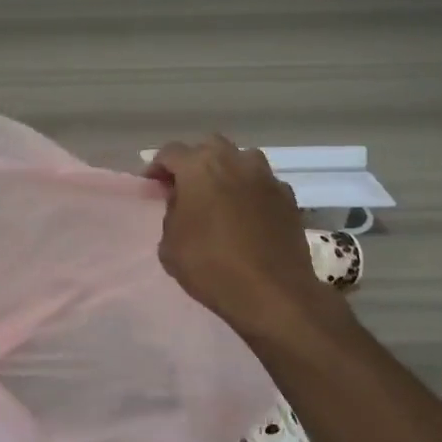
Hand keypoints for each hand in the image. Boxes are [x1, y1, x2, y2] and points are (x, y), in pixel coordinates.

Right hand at [147, 136, 331, 336]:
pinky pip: (263, 184)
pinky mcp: (289, 198)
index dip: (157, 167)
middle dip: (194, 162)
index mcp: (199, 167)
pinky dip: (251, 192)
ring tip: (219, 197)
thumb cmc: (211, 266)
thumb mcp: (170, 245)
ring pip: (242, 160)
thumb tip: (182, 204)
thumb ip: (172, 214)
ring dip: (227, 171)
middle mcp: (235, 161)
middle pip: (209, 147)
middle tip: (186, 187)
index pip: (170, 153)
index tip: (152, 185)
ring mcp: (266, 178)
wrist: (272, 293)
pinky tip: (247, 215)